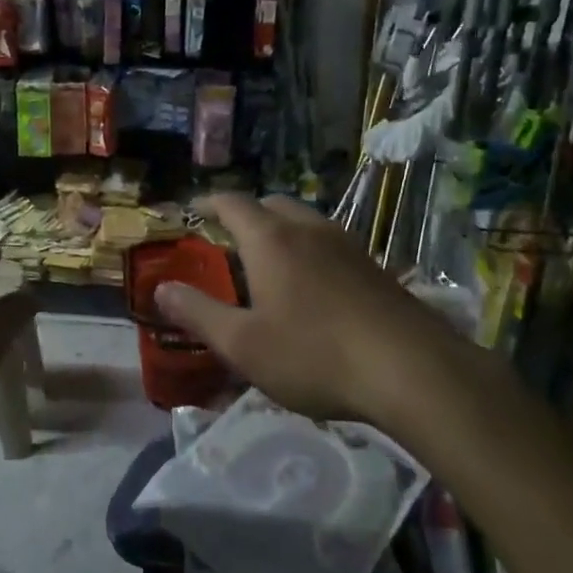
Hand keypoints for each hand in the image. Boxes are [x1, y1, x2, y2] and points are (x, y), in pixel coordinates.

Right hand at [154, 194, 466, 423]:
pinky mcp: (376, 267)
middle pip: (272, 203)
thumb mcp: (242, 344)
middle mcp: (309, 230)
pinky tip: (314, 288)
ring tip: (269, 263)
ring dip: (282, 231)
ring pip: (306, 221)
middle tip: (229, 240)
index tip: (192, 209)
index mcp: (270, 240)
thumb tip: (161, 290)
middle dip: (247, 214)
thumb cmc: (314, 355)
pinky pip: (331, 244)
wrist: (412, 370)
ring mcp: (348, 245)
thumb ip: (198, 313)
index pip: (232, 203)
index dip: (208, 202)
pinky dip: (310, 251)